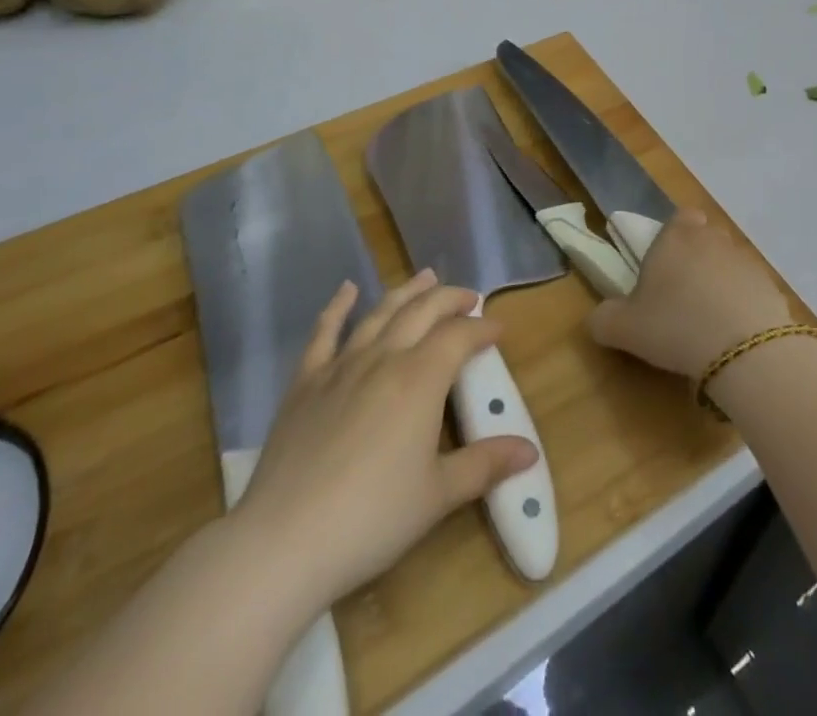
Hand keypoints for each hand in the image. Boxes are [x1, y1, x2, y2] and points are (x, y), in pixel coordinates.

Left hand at [231, 270, 537, 609]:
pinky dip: (338, 306)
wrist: (285, 539)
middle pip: (423, 311)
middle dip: (450, 299)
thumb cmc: (372, 517)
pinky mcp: (306, 381)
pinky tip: (347, 290)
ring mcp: (342, 365)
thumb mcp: (438, 494)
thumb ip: (484, 465)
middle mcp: (385, 357)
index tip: (498, 328)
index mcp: (421, 378)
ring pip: (381, 313)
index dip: (482, 328)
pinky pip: (324, 332)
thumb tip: (530, 452)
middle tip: (469, 297)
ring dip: (407, 291)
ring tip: (426, 277)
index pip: (459, 336)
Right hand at [586, 209, 793, 376]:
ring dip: (720, 284)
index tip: (665, 265)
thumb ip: (604, 319)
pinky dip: (743, 307)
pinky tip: (733, 337)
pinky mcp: (771, 288)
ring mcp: (746, 261)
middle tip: (681, 298)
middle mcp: (713, 239)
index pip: (680, 217)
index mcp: (676, 236)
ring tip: (708, 323)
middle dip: (696, 260)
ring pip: (729, 264)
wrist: (744, 349)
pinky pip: (751, 291)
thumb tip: (598, 319)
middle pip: (705, 239)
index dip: (674, 236)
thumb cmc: (675, 325)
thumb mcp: (624, 328)